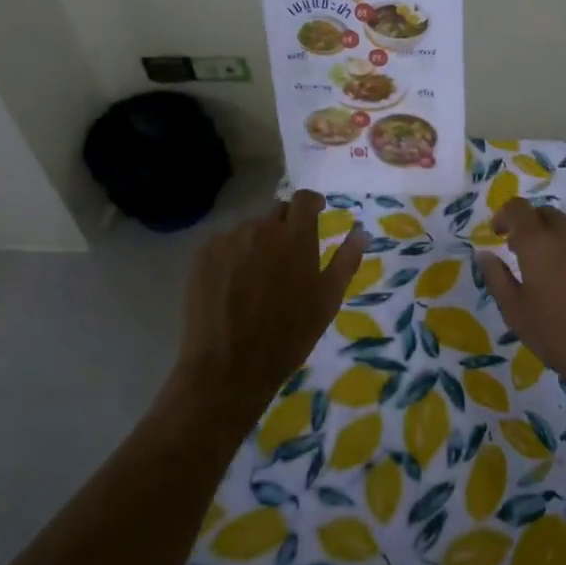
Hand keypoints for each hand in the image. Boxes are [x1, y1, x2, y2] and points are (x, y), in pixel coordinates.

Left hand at [177, 190, 366, 416]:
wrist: (229, 366)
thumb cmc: (289, 335)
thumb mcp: (328, 300)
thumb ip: (347, 259)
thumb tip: (362, 231)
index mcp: (296, 236)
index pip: (304, 198)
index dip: (312, 203)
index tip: (317, 214)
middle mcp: (261, 228)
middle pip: (277, 212)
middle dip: (287, 225)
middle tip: (289, 255)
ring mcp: (229, 240)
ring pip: (250, 228)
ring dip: (260, 241)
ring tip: (260, 274)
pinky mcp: (203, 255)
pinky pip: (225, 243)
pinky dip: (234, 254)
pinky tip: (235, 283)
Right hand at [475, 199, 565, 405]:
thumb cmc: (563, 339)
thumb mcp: (518, 315)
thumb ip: (497, 278)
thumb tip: (484, 253)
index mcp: (540, 243)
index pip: (518, 208)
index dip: (505, 216)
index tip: (500, 234)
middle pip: (548, 214)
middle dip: (534, 227)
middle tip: (529, 256)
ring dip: (562, 239)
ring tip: (561, 270)